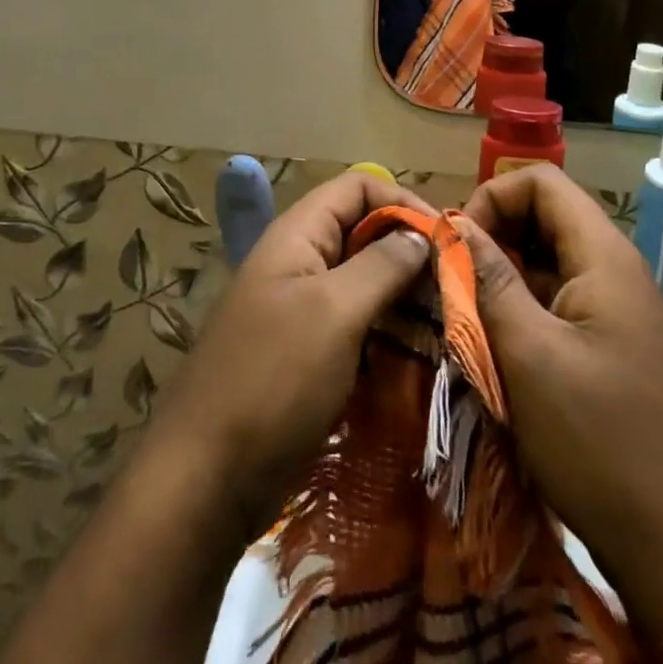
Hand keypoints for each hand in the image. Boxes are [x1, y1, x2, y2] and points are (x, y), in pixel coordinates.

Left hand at [147, 170, 434, 542]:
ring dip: (404, 296)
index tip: (446, 240)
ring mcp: (301, 308)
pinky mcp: (307, 352)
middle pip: (363, 232)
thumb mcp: (334, 313)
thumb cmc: (273, 379)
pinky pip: (356, 325)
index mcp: (298, 234)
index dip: (402, 202)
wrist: (207, 477)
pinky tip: (419, 356)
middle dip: (410, 251)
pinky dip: (388, 332)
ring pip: (363, 281)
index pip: (358, 186)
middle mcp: (299, 260)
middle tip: (455, 287)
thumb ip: (381, 266)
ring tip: (446, 323)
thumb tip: (421, 235)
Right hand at [459, 166, 662, 640]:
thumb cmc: (599, 443)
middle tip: (456, 289)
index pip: (540, 181)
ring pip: (548, 265)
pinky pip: (561, 306)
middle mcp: (616, 271)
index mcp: (603, 257)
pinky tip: (502, 356)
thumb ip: (487, 280)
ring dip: (504, 283)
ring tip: (471, 325)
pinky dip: (524, 316)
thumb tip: (453, 225)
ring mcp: (620, 313)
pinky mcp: (617, 350)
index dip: (491, 198)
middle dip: (492, 242)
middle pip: (544, 219)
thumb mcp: (528, 356)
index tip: (458, 248)